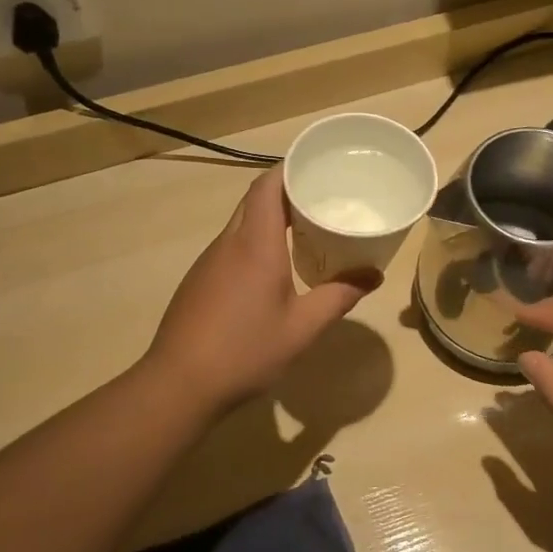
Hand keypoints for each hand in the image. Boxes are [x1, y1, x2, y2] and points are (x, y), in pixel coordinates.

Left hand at [145, 167, 378, 413]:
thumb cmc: (245, 351)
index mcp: (255, 244)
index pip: (268, 186)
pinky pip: (231, 246)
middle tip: (322, 199)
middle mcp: (228, 243)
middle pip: (255, 200)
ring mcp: (208, 262)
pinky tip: (272, 269)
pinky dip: (255, 242)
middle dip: (286, 192)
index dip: (290, 168)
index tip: (318, 166)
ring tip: (305, 229)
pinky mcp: (199, 281)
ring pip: (241, 224)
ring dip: (270, 218)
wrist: (178, 385)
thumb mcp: (302, 328)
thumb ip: (339, 297)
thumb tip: (374, 275)